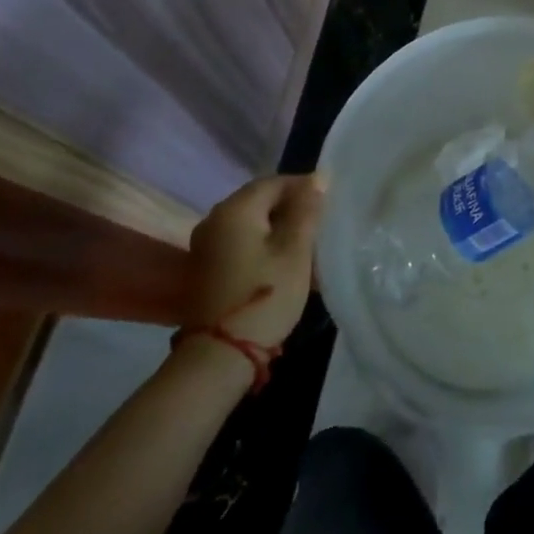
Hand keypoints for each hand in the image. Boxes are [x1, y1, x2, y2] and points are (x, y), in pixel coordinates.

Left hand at [183, 175, 325, 348]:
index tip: (329, 202)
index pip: (274, 182)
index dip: (303, 187)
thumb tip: (317, 178)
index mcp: (235, 209)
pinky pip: (239, 241)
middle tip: (320, 224)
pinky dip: (262, 243)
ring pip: (250, 222)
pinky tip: (281, 261)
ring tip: (305, 244)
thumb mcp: (295, 251)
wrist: (219, 356)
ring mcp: (205, 244)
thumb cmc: (266, 296)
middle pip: (259, 200)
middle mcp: (214, 219)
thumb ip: (306, 211)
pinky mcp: (205, 267)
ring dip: (277, 227)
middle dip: (291, 207)